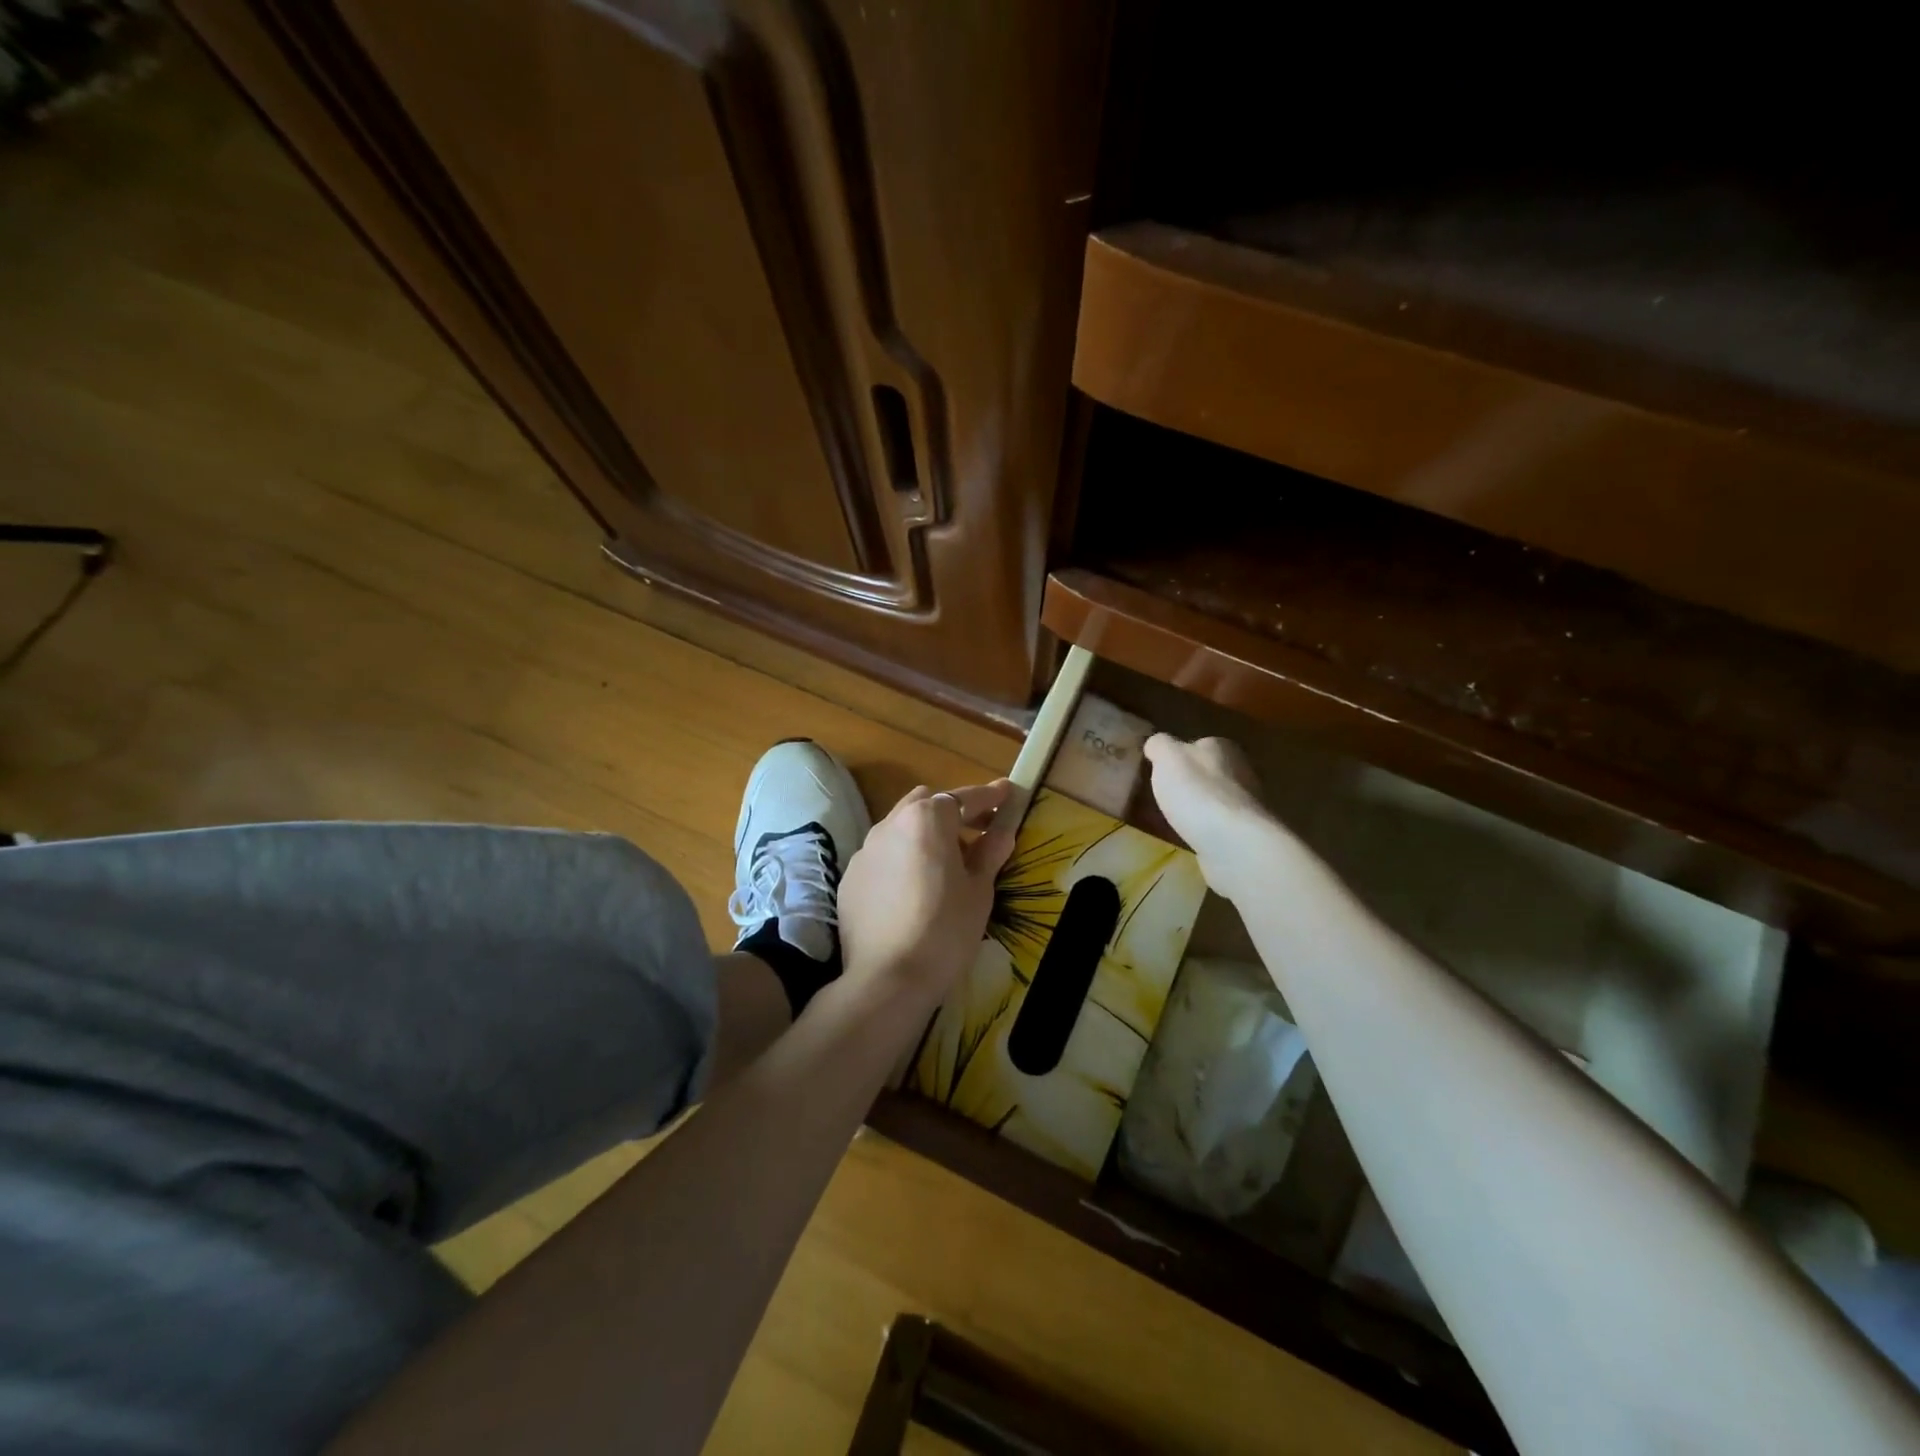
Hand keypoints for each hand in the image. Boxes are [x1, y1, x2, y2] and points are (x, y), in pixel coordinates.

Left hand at [837, 780, 1017, 1005]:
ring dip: (924, 834)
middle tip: (977, 831)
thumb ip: (989, 853)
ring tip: (944, 863)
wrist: (888, 978)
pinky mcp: (850, 877)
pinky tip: (913, 889)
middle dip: (951, 811)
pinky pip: (882, 856)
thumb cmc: (946, 930)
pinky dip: (902, 859)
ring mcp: (865, 850)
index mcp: (927, 820)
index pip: (963, 798)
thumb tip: (1002, 831)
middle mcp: (890, 824)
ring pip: (899, 827)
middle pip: (925, 804)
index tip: (1006, 793)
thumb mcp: (979, 891)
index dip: (988, 796)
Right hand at [1143, 734, 1278, 893]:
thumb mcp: (1167, 758)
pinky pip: (1219, 826)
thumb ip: (1160, 745)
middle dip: (1190, 783)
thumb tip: (1156, 744)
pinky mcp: (1246, 834)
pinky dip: (1206, 830)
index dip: (1178, 756)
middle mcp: (1241, 771)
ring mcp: (1246, 805)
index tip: (1160, 771)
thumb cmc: (1197, 793)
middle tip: (1164, 796)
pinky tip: (1191, 838)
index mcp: (1222, 747)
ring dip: (1198, 808)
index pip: (1198, 745)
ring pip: (1215, 800)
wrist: (1233, 843)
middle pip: (1209, 772)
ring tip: (1173, 820)